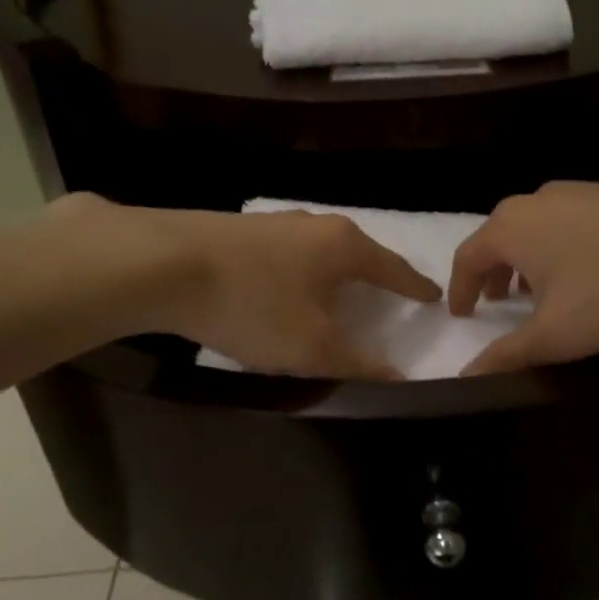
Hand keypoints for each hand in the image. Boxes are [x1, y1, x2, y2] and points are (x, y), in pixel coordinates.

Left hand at [49, 196, 440, 378]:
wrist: (165, 263)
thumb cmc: (253, 304)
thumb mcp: (312, 346)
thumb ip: (358, 364)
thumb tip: (398, 377)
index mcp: (344, 245)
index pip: (393, 268)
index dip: (415, 286)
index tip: (433, 297)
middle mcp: (316, 224)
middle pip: (357, 254)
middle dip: (373, 277)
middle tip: (385, 299)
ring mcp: (276, 222)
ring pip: (319, 252)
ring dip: (331, 276)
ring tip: (334, 297)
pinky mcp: (242, 231)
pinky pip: (287, 255)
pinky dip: (299, 275)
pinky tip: (283, 290)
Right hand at [447, 161, 598, 374]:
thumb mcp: (556, 332)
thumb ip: (508, 354)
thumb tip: (465, 375)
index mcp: (507, 229)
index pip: (466, 258)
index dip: (460, 290)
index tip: (463, 314)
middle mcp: (531, 202)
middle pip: (498, 238)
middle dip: (493, 273)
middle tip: (499, 304)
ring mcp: (571, 192)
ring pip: (533, 229)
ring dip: (526, 261)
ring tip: (540, 290)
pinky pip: (564, 223)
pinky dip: (557, 249)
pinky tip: (584, 270)